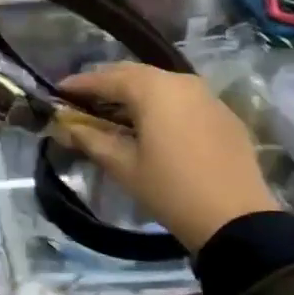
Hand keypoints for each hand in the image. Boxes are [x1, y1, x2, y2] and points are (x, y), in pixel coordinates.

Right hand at [51, 62, 276, 251]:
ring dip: (134, 94)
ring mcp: (206, 95)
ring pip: (160, 85)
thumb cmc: (170, 190)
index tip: (57, 92)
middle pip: (134, 74)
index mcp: (153, 89)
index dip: (79, 84)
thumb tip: (64, 126)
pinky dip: (160, 105)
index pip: (106, 78)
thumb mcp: (124, 166)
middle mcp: (181, 81)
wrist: (236, 219)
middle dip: (106, 84)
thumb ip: (91, 139)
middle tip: (82, 100)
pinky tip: (150, 125)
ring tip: (113, 113)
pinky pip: (182, 99)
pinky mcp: (223, 113)